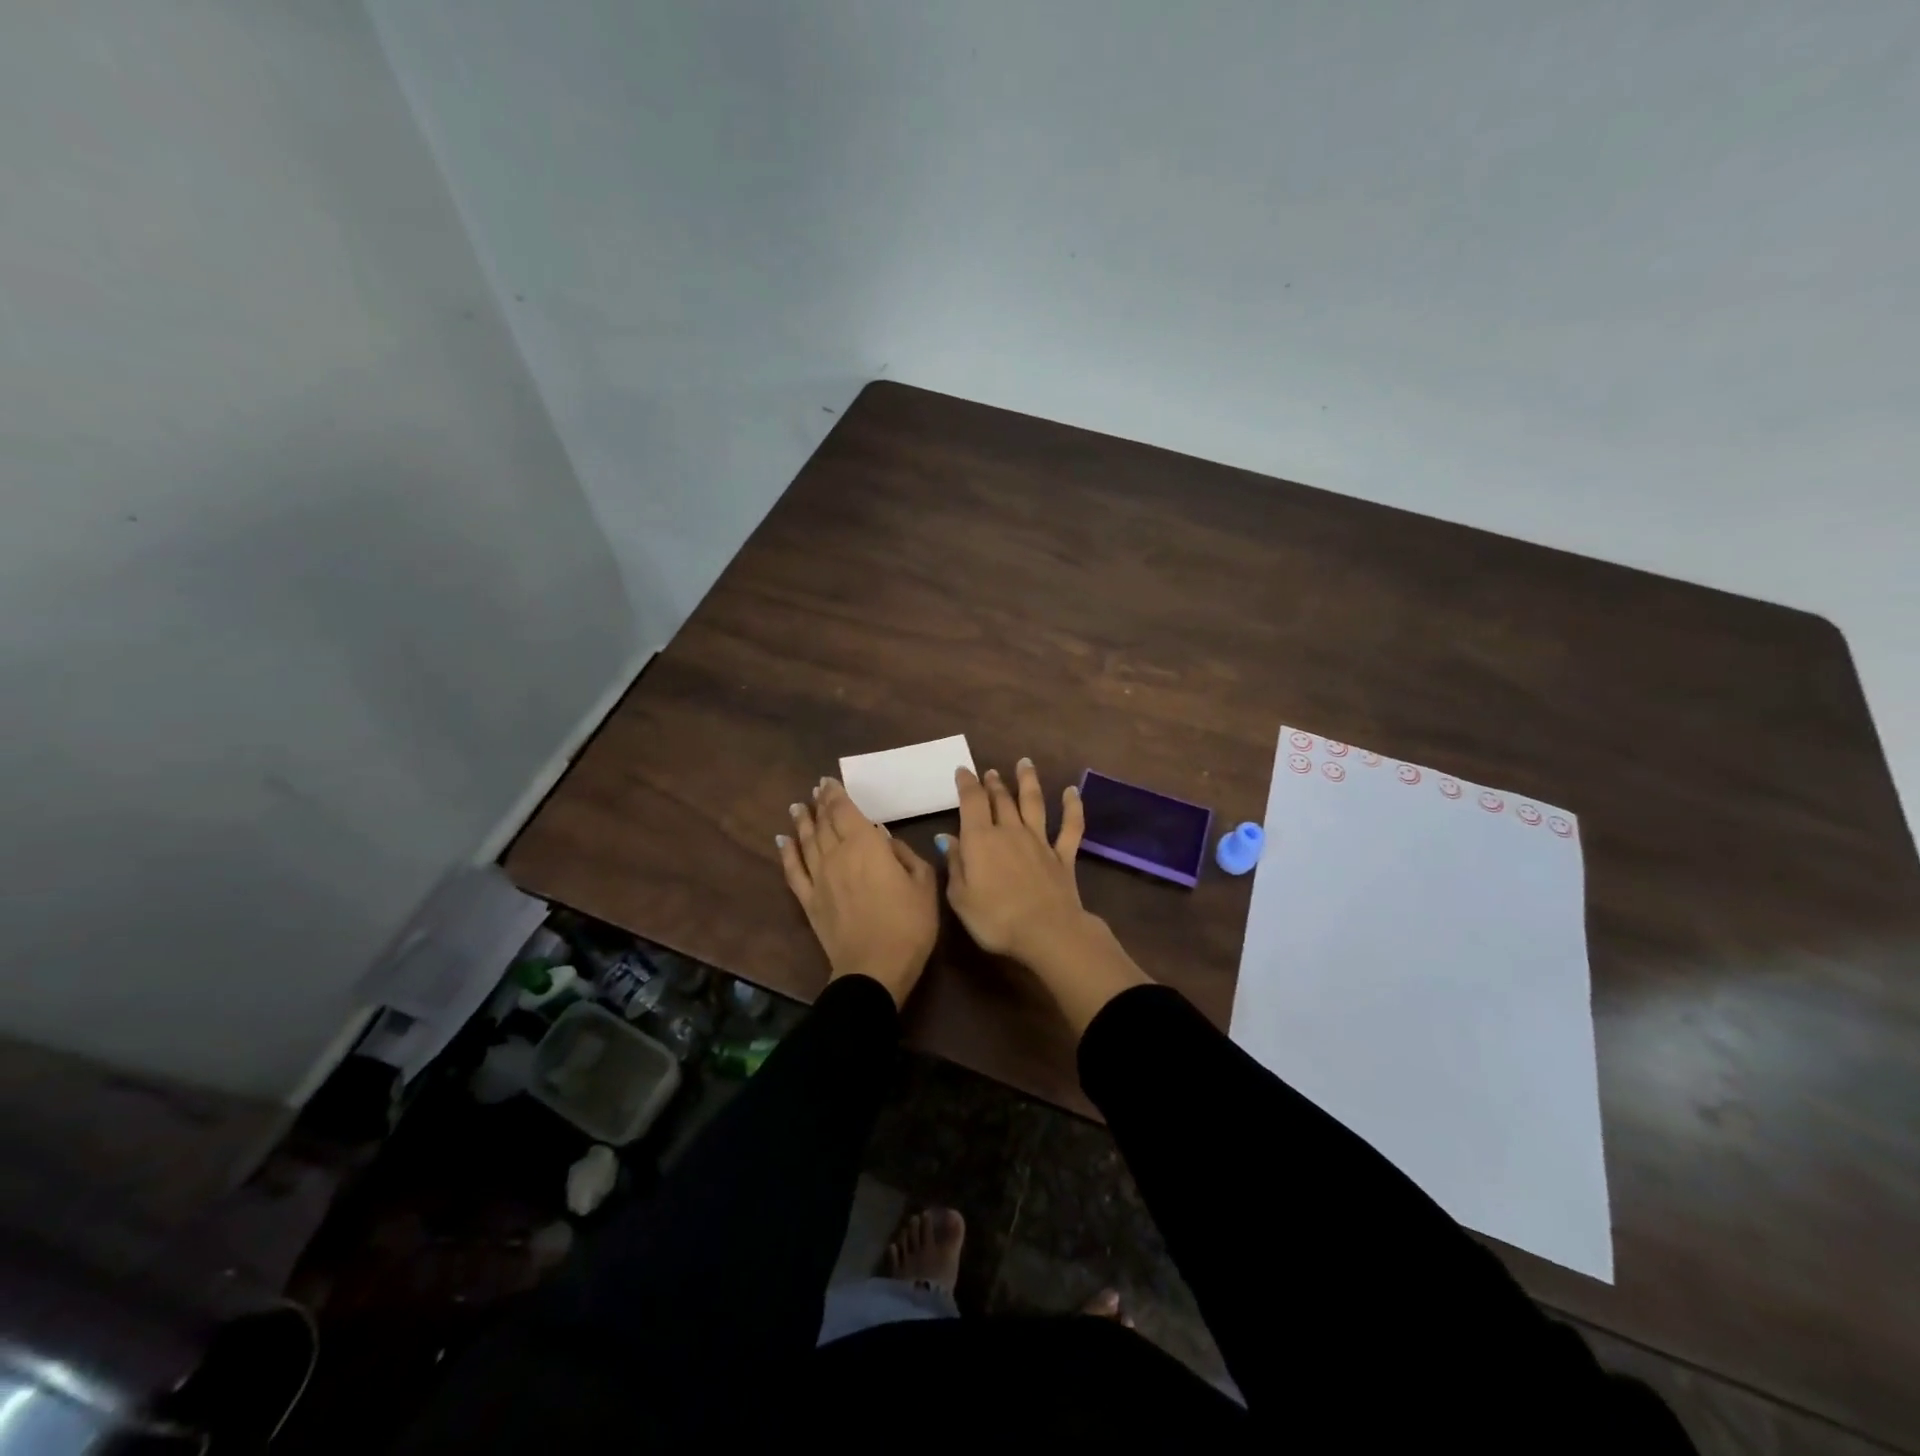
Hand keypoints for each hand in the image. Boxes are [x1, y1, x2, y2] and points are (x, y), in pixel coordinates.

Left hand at [777, 777, 938, 1008]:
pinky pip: (793, 871)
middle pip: (824, 823)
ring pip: (807, 841)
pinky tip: (782, 841)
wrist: (875, 968)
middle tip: (815, 790)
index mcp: (866, 846)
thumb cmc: (909, 924)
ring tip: (797, 807)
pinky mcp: (809, 901)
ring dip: (802, 822)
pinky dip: (787, 853)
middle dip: (820, 804)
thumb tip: (886, 840)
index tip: (828, 781)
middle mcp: (837, 855)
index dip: (836, 794)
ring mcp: (819, 878)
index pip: (845, 811)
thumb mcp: (924, 884)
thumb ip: (906, 855)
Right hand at [941, 761, 1150, 1032]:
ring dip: (1028, 781)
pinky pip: (1070, 826)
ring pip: (1033, 803)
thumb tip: (947, 838)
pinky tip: (1072, 791)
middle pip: (1001, 799)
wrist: (1047, 932)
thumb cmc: (995, 919)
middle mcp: (1010, 832)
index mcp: (980, 839)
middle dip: (994, 783)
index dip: (966, 784)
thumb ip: (955, 864)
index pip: (971, 802)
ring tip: (1025, 763)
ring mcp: (1039, 841)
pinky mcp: (1063, 856)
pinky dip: (1072, 807)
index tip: (963, 770)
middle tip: (990, 772)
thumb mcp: (960, 897)